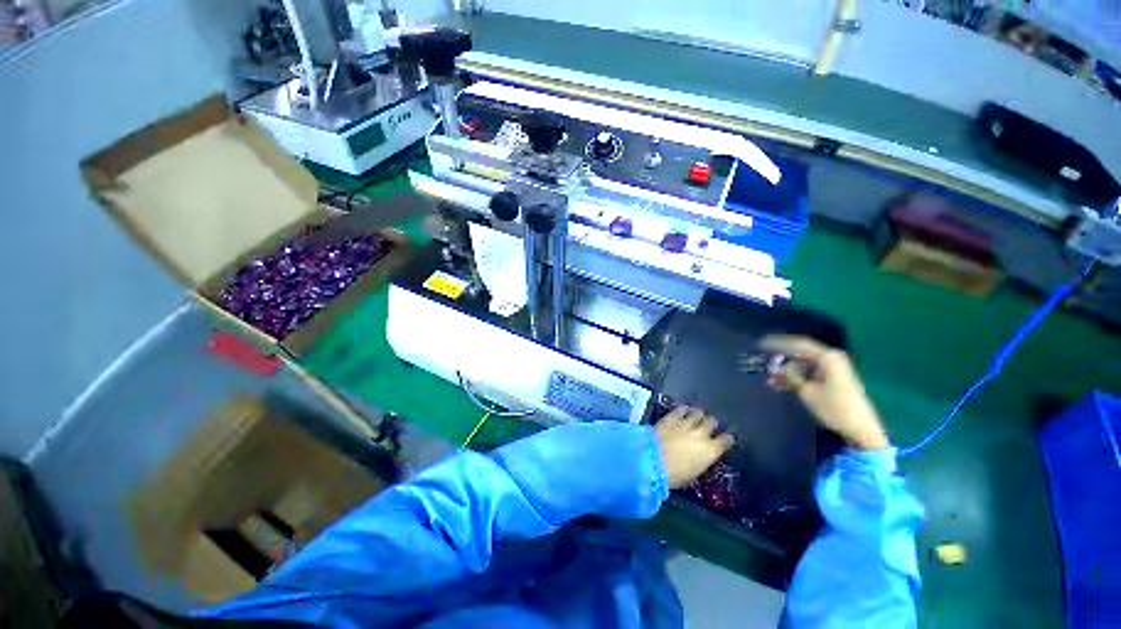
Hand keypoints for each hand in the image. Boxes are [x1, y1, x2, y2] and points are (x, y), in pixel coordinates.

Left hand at [654, 407, 734, 488]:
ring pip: (698, 412)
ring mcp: (686, 423)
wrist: (653, 461)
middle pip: (712, 422)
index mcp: (711, 451)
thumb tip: (701, 455)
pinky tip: (683, 411)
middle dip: (711, 423)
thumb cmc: (675, 475)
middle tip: (707, 426)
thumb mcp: (694, 472)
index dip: (726, 439)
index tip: (725, 440)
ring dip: (698, 415)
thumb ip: (701, 460)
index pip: (726, 440)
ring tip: (695, 416)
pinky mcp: (671, 417)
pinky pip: (681, 409)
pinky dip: (684, 410)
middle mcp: (702, 434)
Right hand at [760, 335, 889, 450]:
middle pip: (800, 355)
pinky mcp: (832, 380)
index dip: (778, 344)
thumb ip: (789, 376)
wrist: (861, 429)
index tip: (761, 345)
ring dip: (786, 372)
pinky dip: (795, 378)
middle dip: (781, 360)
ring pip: (802, 366)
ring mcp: (832, 370)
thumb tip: (771, 366)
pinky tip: (779, 386)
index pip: (798, 344)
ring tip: (769, 379)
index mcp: (828, 357)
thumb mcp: (808, 392)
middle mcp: (830, 359)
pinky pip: (808, 374)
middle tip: (763, 365)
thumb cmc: (835, 408)